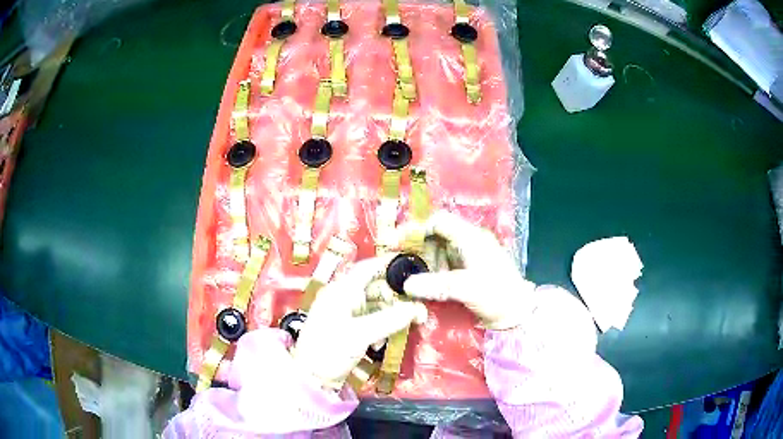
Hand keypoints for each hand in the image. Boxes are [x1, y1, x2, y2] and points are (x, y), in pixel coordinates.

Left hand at [292, 256, 427, 388]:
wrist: (310, 378)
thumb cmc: (330, 351)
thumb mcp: (361, 334)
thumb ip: (390, 320)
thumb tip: (418, 309)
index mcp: (341, 291)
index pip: (367, 268)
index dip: (388, 265)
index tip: (412, 269)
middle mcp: (342, 297)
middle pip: (375, 287)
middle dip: (395, 297)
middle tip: (416, 309)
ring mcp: (344, 313)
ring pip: (374, 305)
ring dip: (390, 314)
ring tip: (404, 326)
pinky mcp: (347, 328)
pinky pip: (370, 319)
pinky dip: (381, 326)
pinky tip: (383, 341)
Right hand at [402, 211, 534, 329]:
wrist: (517, 313)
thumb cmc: (498, 296)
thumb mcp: (468, 289)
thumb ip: (438, 285)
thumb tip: (407, 284)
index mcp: (471, 238)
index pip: (439, 221)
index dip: (417, 228)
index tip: (399, 241)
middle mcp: (469, 242)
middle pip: (436, 235)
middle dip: (417, 246)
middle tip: (399, 260)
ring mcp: (469, 256)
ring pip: (438, 250)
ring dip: (424, 261)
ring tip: (412, 276)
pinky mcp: (468, 270)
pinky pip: (444, 263)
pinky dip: (431, 270)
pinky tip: (424, 283)